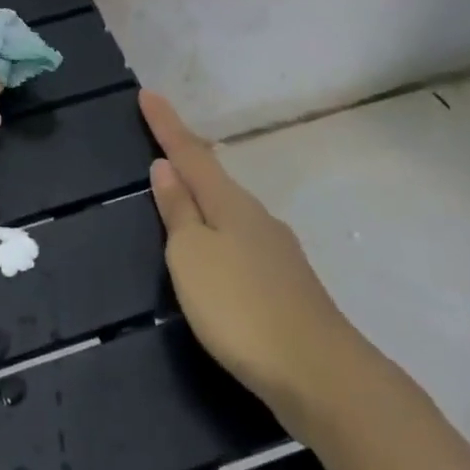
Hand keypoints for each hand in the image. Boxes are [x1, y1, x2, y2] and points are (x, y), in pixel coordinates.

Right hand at [140, 89, 377, 432]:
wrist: (321, 375)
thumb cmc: (240, 308)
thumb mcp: (191, 257)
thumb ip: (178, 211)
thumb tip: (165, 167)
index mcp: (229, 203)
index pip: (189, 153)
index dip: (166, 124)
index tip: (147, 93)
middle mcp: (255, 216)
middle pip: (213, 176)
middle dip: (186, 156)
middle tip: (162, 138)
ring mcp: (276, 250)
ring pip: (229, 208)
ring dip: (203, 194)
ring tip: (181, 191)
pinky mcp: (286, 283)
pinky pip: (241, 238)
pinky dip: (219, 229)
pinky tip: (216, 250)